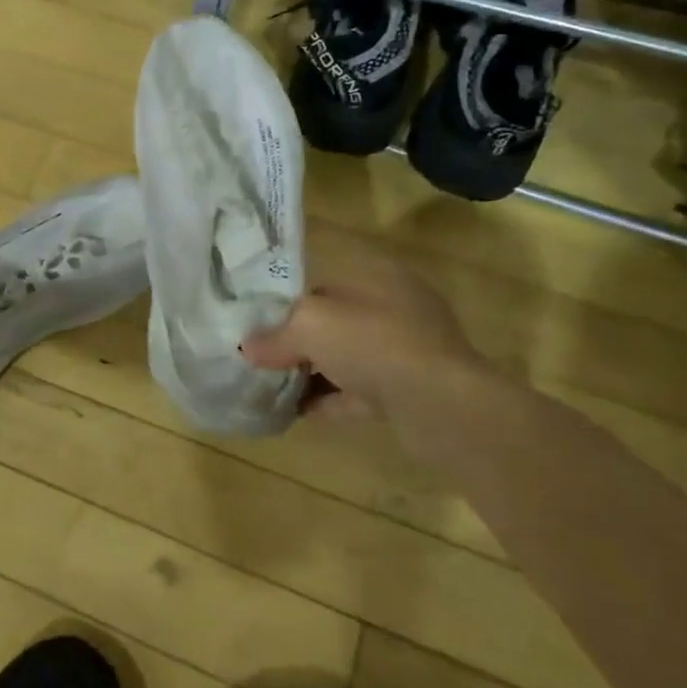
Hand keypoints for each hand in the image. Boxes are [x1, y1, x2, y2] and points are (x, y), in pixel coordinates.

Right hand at [242, 229, 490, 447]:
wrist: (440, 404)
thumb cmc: (371, 342)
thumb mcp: (308, 326)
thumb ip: (274, 336)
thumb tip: (246, 348)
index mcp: (376, 276)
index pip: (321, 284)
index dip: (287, 303)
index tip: (258, 324)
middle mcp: (395, 307)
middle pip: (334, 322)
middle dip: (299, 341)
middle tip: (263, 359)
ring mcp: (406, 350)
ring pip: (347, 358)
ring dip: (313, 373)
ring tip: (274, 386)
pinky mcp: (410, 390)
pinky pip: (359, 391)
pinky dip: (331, 399)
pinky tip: (298, 411)